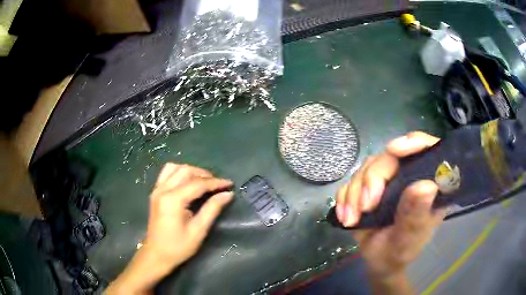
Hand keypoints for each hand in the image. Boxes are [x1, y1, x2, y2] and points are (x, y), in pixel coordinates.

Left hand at [106, 163, 232, 293]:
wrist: (157, 254)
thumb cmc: (178, 247)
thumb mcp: (198, 230)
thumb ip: (212, 209)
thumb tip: (227, 194)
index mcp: (173, 200)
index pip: (197, 184)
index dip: (215, 183)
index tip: (230, 184)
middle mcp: (163, 190)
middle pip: (186, 171)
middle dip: (204, 175)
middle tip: (218, 185)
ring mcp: (157, 189)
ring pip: (175, 168)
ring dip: (191, 171)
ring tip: (203, 182)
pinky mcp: (155, 192)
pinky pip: (167, 173)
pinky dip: (179, 172)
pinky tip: (187, 182)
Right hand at [336, 132, 446, 292]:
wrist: (379, 261)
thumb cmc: (401, 251)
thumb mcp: (409, 238)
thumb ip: (415, 215)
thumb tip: (426, 186)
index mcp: (428, 183)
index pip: (428, 149)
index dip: (414, 142)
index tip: (395, 150)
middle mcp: (409, 175)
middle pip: (390, 157)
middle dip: (373, 179)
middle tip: (366, 206)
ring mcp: (388, 180)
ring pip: (367, 167)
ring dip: (355, 193)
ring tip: (352, 219)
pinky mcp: (368, 186)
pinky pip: (351, 181)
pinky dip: (345, 198)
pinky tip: (346, 217)